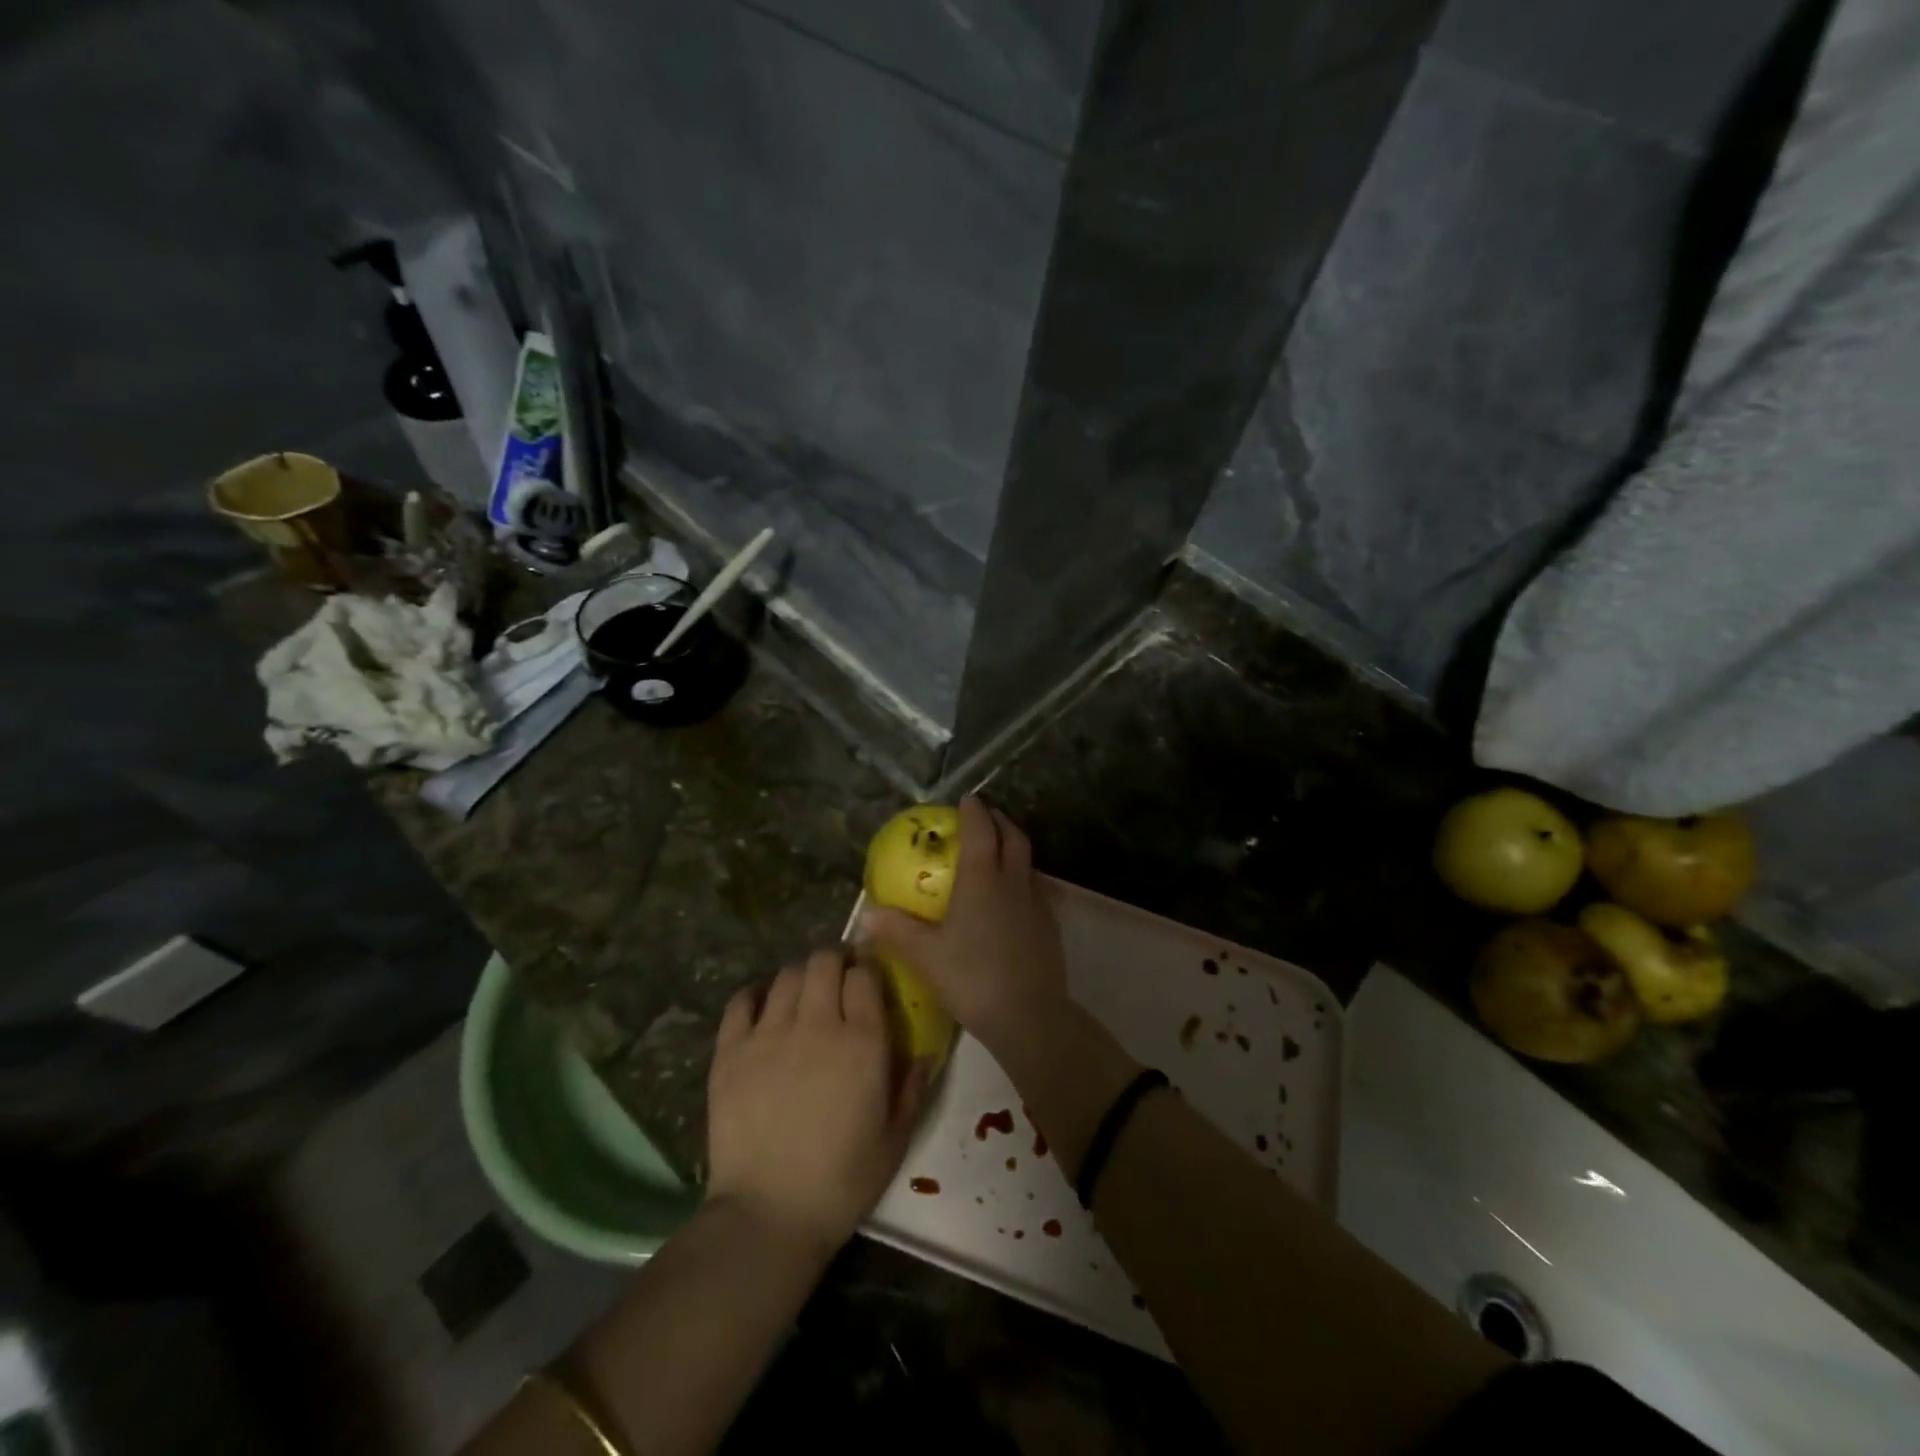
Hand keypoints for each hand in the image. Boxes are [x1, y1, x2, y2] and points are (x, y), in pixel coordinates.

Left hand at [705, 948, 927, 1258]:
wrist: (768, 1215)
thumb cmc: (842, 1181)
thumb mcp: (894, 1139)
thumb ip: (912, 1088)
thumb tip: (926, 1054)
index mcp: (862, 1042)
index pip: (865, 975)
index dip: (867, 971)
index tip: (867, 980)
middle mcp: (817, 1024)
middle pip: (823, 961)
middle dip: (834, 961)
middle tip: (836, 979)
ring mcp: (769, 1034)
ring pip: (786, 976)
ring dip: (799, 978)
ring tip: (802, 997)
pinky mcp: (730, 1052)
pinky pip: (740, 1002)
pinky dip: (753, 996)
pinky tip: (761, 1008)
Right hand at [861, 797, 1069, 1056]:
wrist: (1028, 1015)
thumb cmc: (972, 977)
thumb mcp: (926, 955)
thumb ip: (896, 931)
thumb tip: (864, 914)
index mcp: (982, 879)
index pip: (981, 831)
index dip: (974, 812)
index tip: (966, 799)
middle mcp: (1013, 881)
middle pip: (1013, 837)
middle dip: (999, 820)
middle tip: (984, 817)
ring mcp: (1037, 902)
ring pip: (1028, 861)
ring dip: (1014, 847)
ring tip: (998, 852)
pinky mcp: (1050, 925)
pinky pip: (1036, 887)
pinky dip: (1023, 877)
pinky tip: (1012, 897)